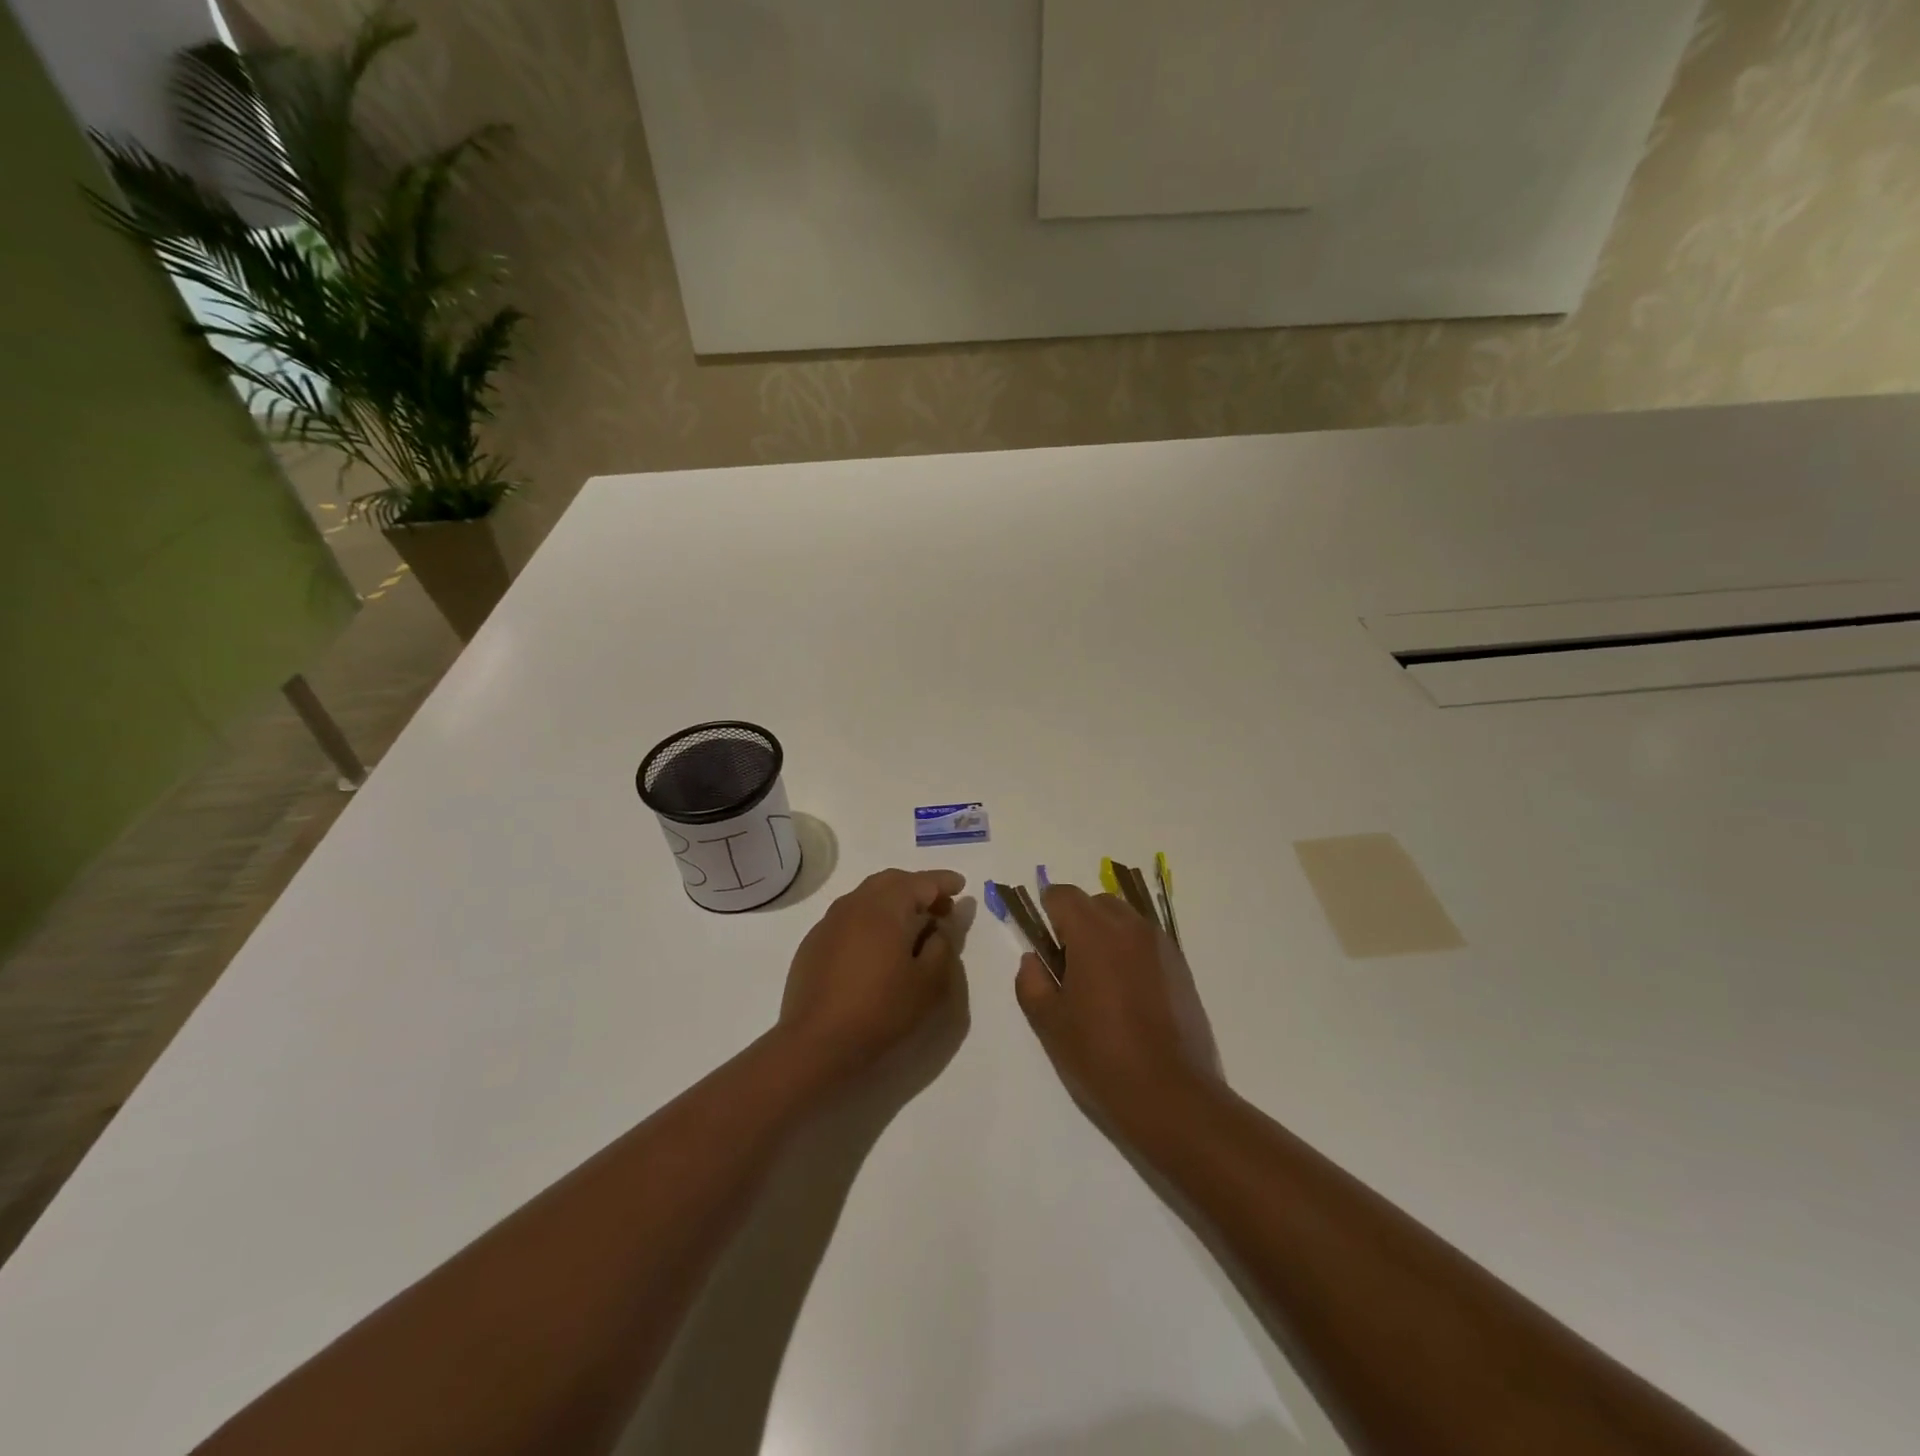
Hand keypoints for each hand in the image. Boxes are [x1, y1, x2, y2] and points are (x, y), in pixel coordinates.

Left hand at [778, 868, 965, 1076]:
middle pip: (891, 881)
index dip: (943, 881)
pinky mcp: (814, 942)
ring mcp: (829, 922)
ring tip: (912, 925)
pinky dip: (871, 918)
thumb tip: (938, 928)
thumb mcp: (928, 984)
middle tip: (940, 906)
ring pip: (867, 896)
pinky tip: (878, 946)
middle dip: (919, 887)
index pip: (921, 882)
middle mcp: (855, 904)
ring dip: (893, 901)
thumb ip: (942, 948)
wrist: (816, 1042)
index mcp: (885, 907)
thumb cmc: (880, 1010)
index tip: (961, 885)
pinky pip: (849, 917)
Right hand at [1015, 883, 1220, 1122]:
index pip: (1063, 895)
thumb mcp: (1049, 1023)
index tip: (1042, 939)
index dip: (1047, 910)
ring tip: (1100, 979)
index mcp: (1093, 933)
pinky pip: (1146, 941)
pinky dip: (1130, 950)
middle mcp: (1129, 927)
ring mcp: (1160, 945)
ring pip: (1124, 919)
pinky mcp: (1180, 966)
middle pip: (1095, 902)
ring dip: (1106, 933)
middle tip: (1068, 964)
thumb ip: (1031, 982)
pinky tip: (1128, 992)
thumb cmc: (1101, 1056)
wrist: (1171, 1094)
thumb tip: (1033, 960)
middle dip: (1077, 921)